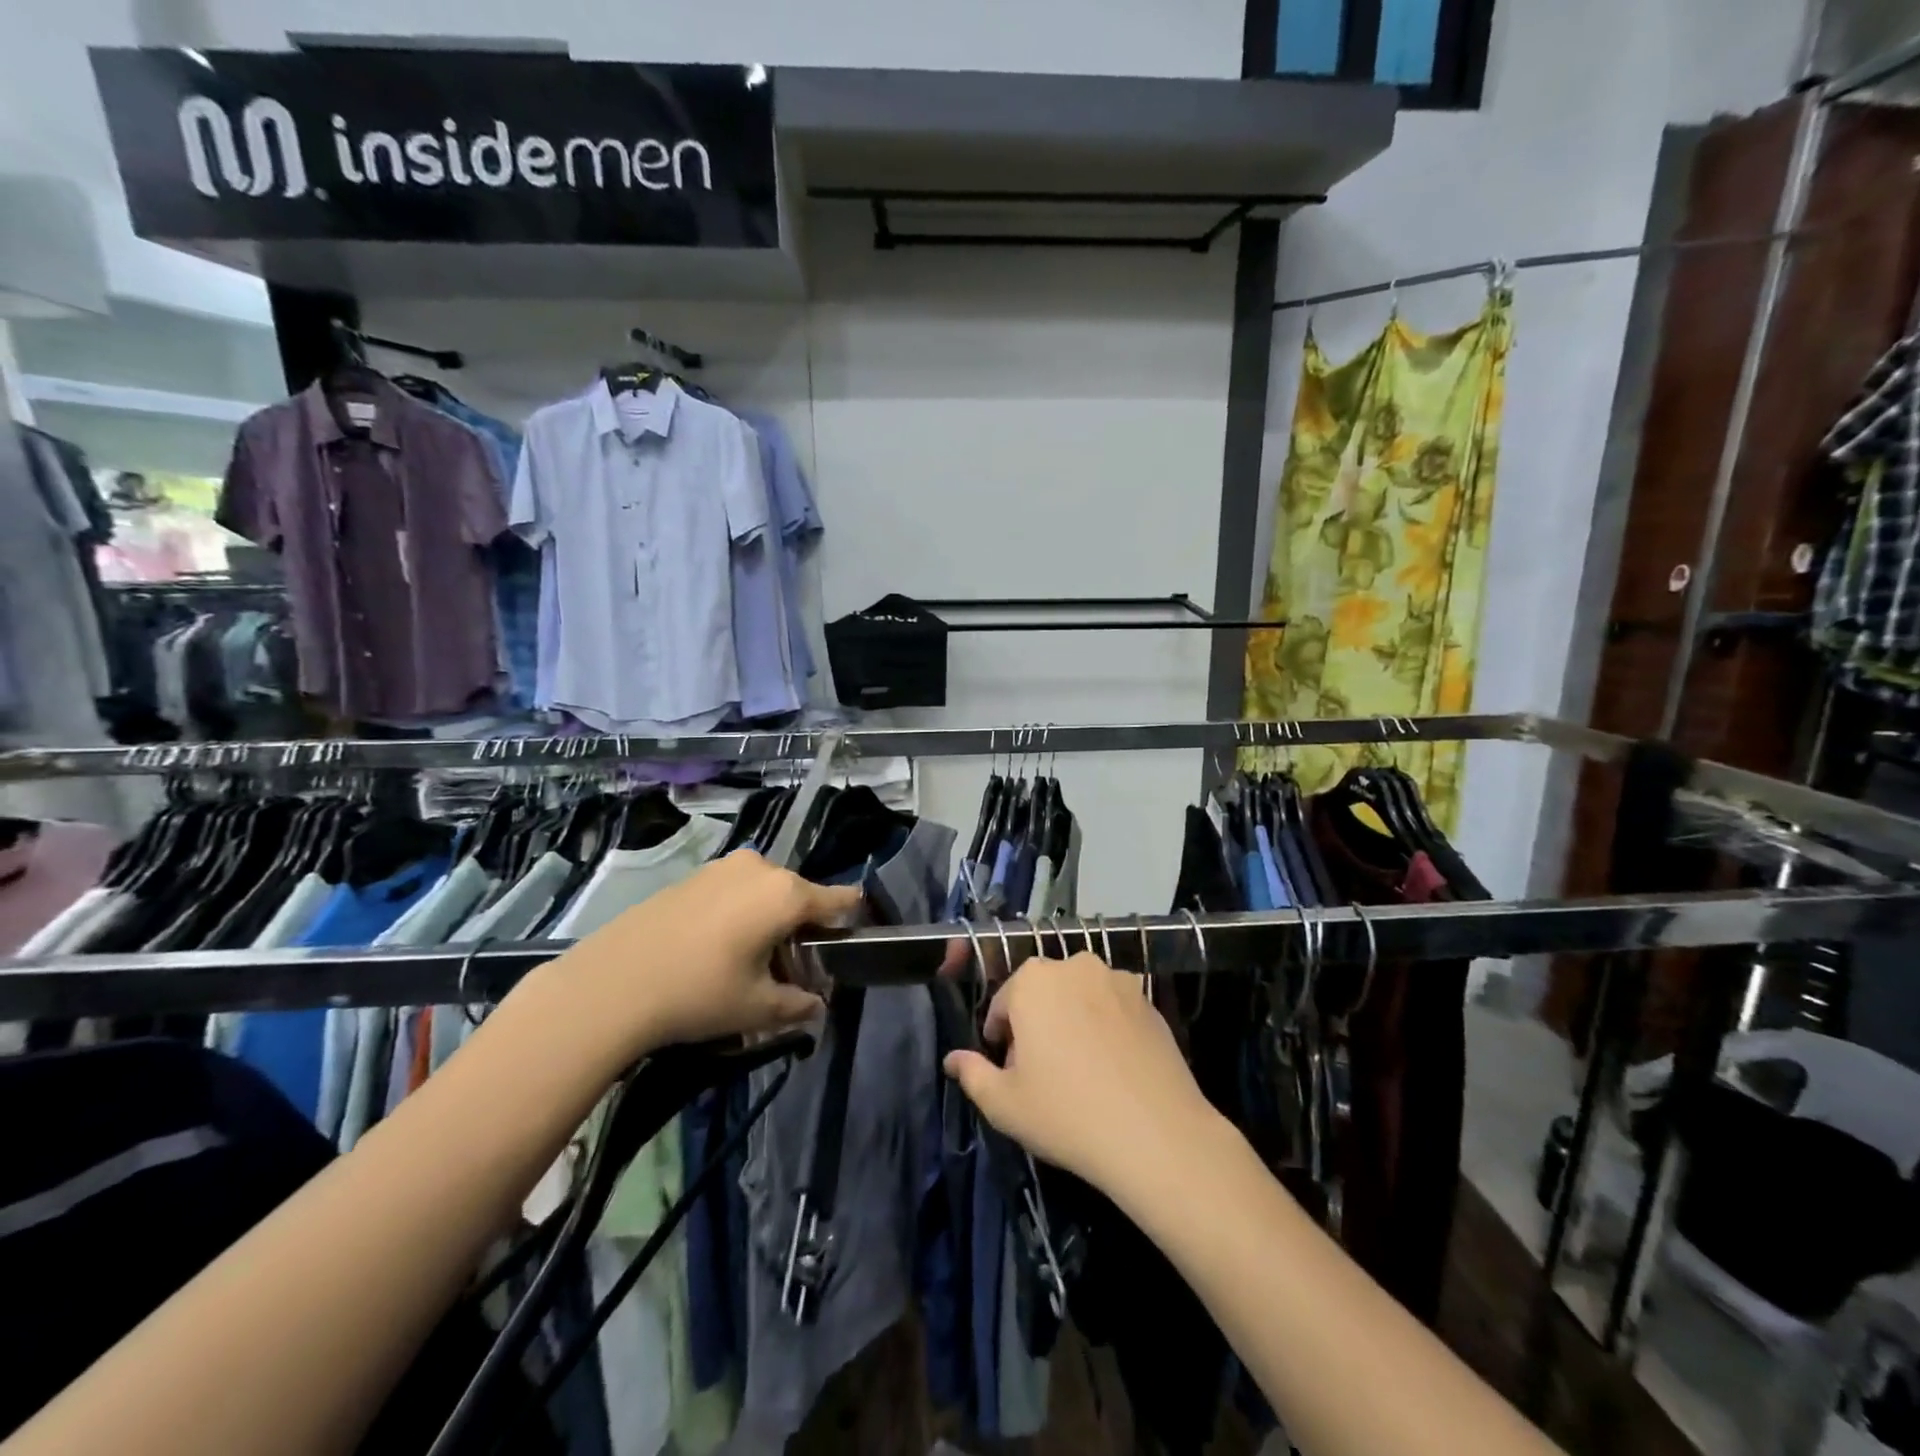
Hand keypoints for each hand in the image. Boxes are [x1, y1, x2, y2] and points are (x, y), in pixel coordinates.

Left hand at [546, 850, 858, 1060]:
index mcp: (786, 894)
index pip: (838, 899)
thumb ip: (798, 1005)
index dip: (851, 918)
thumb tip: (816, 1006)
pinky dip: (741, 912)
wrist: (612, 981)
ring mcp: (724, 867)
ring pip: (766, 892)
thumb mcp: (757, 1008)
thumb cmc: (699, 992)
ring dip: (770, 920)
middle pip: (800, 896)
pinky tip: (718, 947)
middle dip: (802, 929)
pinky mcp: (694, 875)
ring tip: (752, 961)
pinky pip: (736, 890)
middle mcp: (761, 868)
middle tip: (791, 970)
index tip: (853, 937)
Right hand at [942, 953, 1227, 1197]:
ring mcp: (1117, 980)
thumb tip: (952, 1059)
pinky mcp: (1149, 1000)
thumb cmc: (1066, 1114)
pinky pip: (1113, 1008)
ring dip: (1071, 1021)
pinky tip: (1112, 1068)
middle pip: (1042, 994)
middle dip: (1036, 1024)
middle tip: (1040, 1072)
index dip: (1000, 1038)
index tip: (1007, 1069)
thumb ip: (971, 1074)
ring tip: (1079, 1070)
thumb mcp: (1004, 1104)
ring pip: (1079, 997)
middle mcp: (1074, 966)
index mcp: (1033, 980)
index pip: (1003, 1003)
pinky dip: (1105, 1027)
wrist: (1156, 1134)